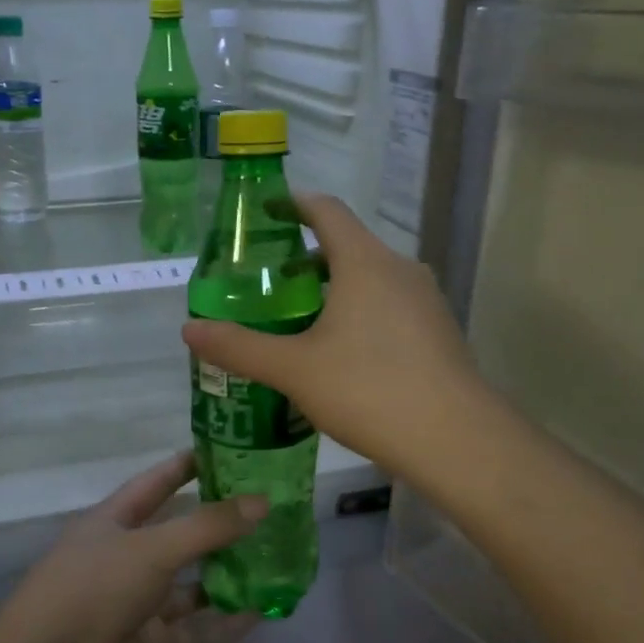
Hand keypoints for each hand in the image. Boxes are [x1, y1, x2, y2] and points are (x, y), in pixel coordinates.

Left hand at [1, 452, 264, 642]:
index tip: (224, 453)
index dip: (184, 467)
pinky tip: (261, 613)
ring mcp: (138, 602)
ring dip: (226, 575)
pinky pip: (195, 629)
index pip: (154, 484)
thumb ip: (208, 526)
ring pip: (190, 584)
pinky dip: (224, 622)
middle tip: (267, 510)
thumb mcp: (153, 547)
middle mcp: (126, 557)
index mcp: (114, 522)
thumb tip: (262, 501)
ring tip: (273, 561)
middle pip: (178, 534)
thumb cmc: (96, 586)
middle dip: (217, 525)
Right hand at [181, 194, 487, 481]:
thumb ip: (239, 347)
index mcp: (364, 261)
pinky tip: (342, 354)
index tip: (265, 212)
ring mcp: (426, 300)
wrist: (455, 439)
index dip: (293, 203)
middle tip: (268, 284)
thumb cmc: (368, 389)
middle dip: (306, 258)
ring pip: (371, 279)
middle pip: (348, 245)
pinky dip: (360, 313)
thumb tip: (189, 330)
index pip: (326, 210)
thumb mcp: (293, 369)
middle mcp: (399, 269)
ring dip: (334, 289)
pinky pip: (390, 306)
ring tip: (299, 321)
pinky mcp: (439, 331)